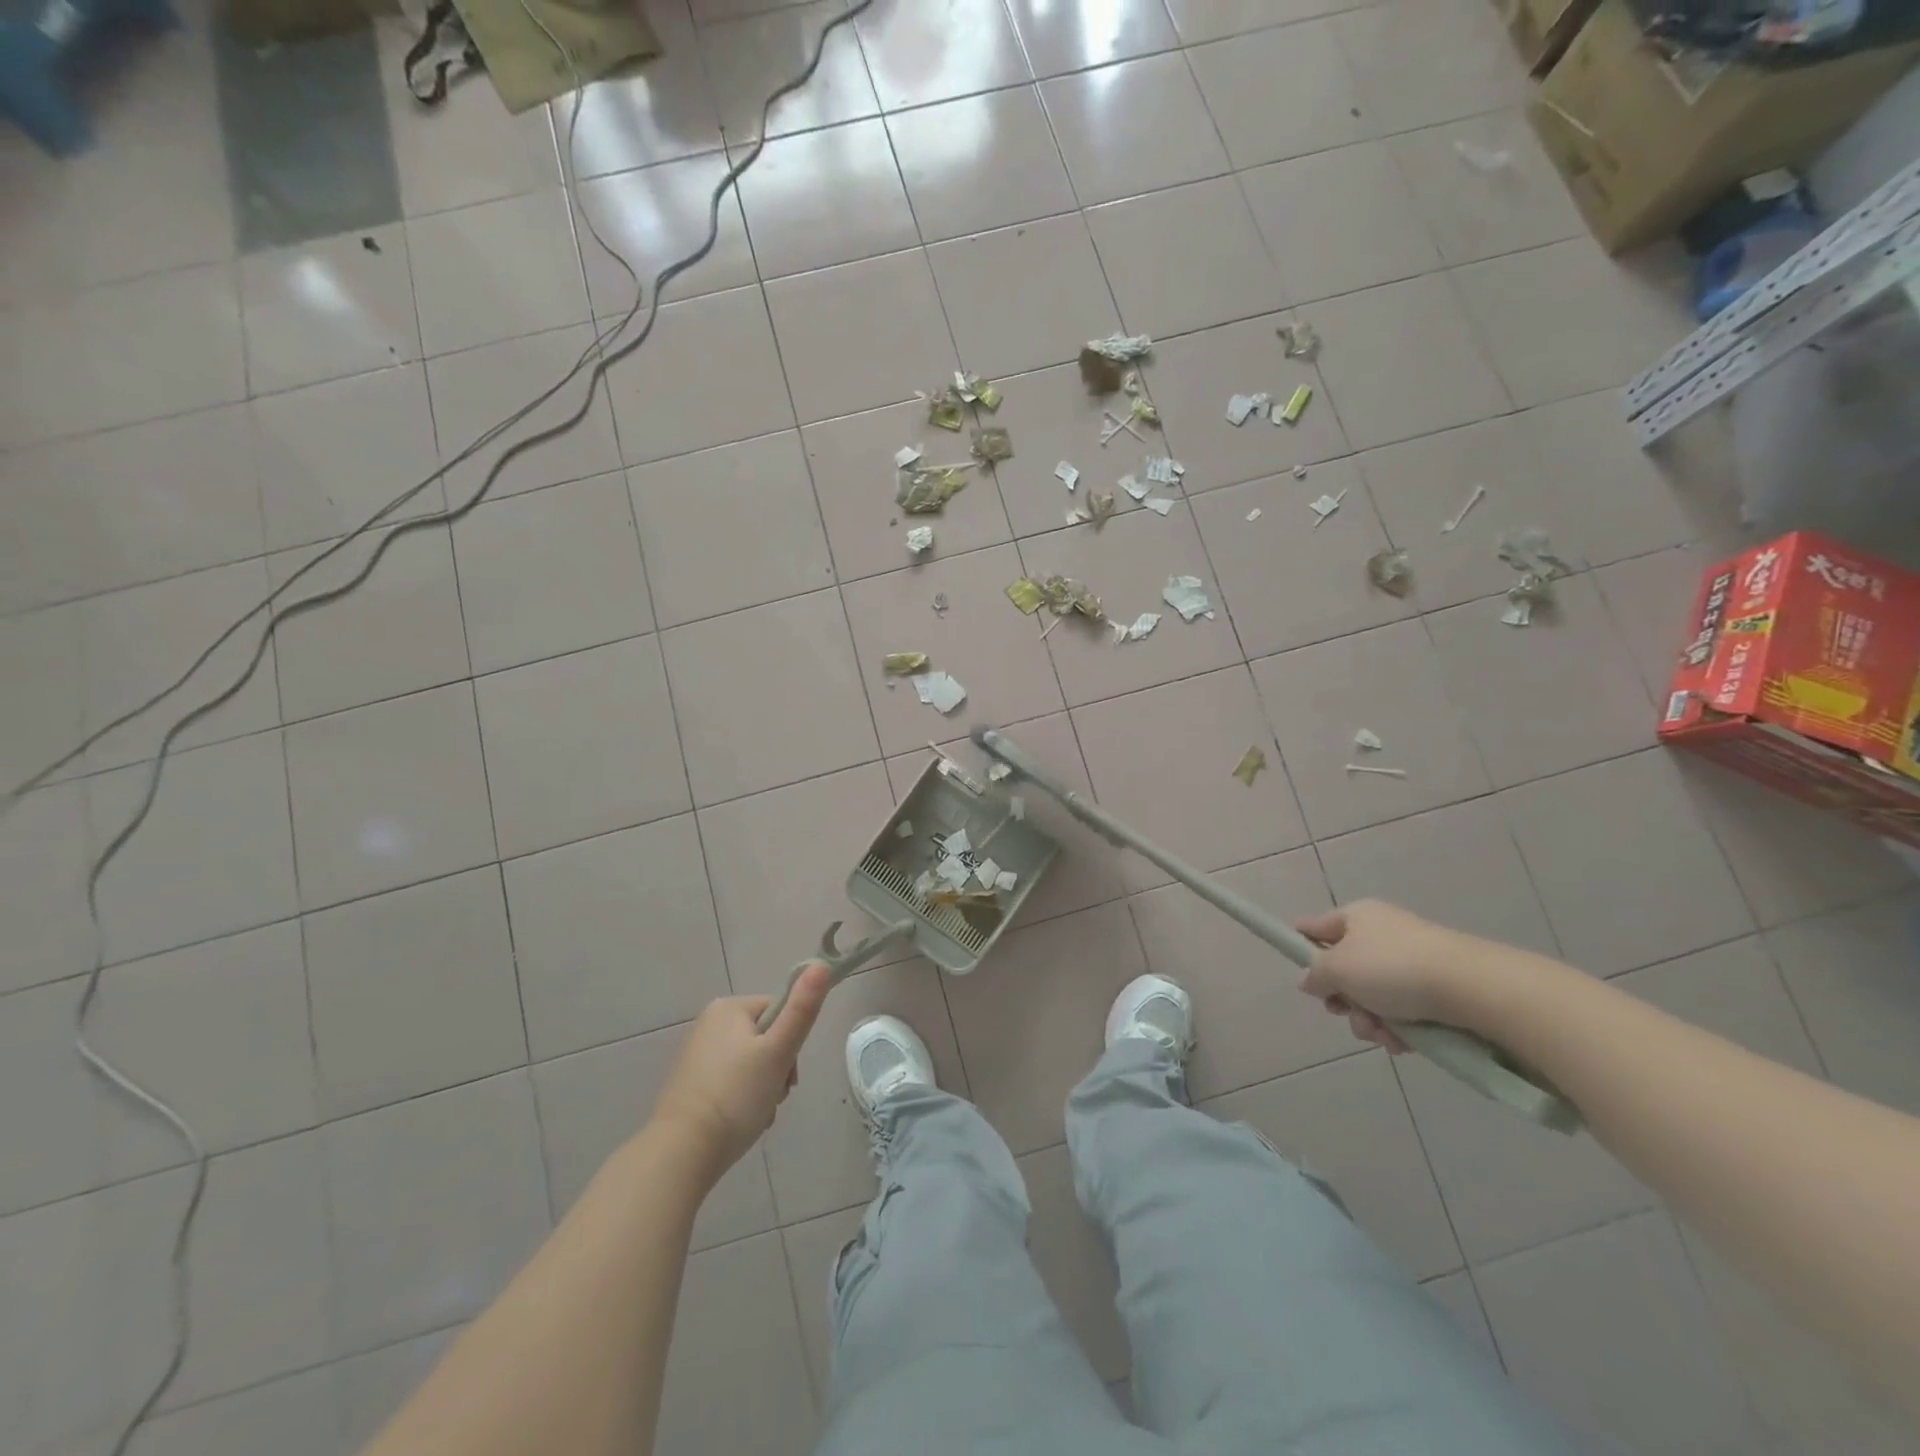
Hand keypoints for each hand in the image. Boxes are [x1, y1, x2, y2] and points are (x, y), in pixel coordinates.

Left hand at [651, 962, 832, 1181]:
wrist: (682, 1152)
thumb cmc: (736, 1095)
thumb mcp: (778, 1051)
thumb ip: (803, 1009)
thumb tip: (821, 963)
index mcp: (728, 1007)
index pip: (779, 1011)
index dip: (792, 1042)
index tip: (788, 1073)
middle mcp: (709, 1023)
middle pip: (766, 1038)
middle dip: (778, 1069)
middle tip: (775, 1095)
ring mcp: (697, 1055)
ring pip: (752, 1063)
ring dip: (764, 1087)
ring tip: (759, 1113)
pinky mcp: (691, 1084)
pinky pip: (732, 1081)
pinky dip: (743, 1099)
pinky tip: (742, 1121)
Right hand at [1294, 900, 1482, 1053]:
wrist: (1472, 988)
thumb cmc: (1393, 968)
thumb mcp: (1338, 968)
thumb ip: (1315, 974)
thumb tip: (1308, 980)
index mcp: (1357, 917)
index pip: (1316, 926)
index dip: (1302, 946)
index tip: (1300, 972)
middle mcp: (1384, 934)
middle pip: (1346, 970)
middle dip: (1343, 1000)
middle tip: (1346, 1013)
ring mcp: (1412, 961)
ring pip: (1374, 996)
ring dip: (1370, 1020)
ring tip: (1382, 1035)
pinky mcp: (1438, 989)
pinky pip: (1404, 1011)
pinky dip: (1399, 1029)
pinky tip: (1404, 1043)